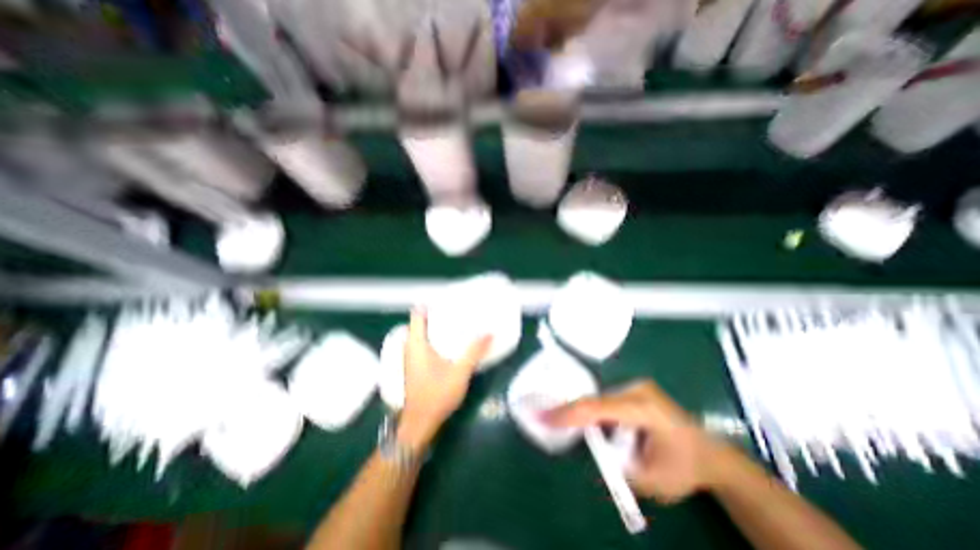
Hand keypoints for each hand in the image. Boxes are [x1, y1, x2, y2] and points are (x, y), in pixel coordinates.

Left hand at [398, 310, 488, 450]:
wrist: (420, 424)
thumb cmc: (436, 396)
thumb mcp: (459, 372)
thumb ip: (474, 351)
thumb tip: (489, 332)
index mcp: (416, 343)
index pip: (417, 314)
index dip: (430, 303)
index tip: (447, 299)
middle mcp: (410, 347)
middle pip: (420, 322)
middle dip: (437, 314)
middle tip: (457, 309)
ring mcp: (410, 357)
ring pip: (421, 333)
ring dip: (435, 327)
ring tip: (456, 322)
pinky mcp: (414, 366)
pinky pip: (423, 344)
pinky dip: (434, 338)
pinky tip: (449, 343)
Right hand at [543, 381, 725, 504]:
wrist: (710, 454)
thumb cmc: (684, 469)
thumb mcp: (650, 480)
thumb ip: (614, 464)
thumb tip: (586, 447)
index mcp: (645, 409)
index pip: (597, 408)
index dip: (568, 413)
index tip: (543, 417)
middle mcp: (637, 389)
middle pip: (594, 400)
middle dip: (574, 415)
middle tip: (549, 422)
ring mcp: (635, 384)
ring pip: (598, 398)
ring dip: (587, 415)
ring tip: (575, 425)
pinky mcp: (633, 387)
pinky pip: (605, 398)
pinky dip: (595, 411)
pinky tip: (596, 423)